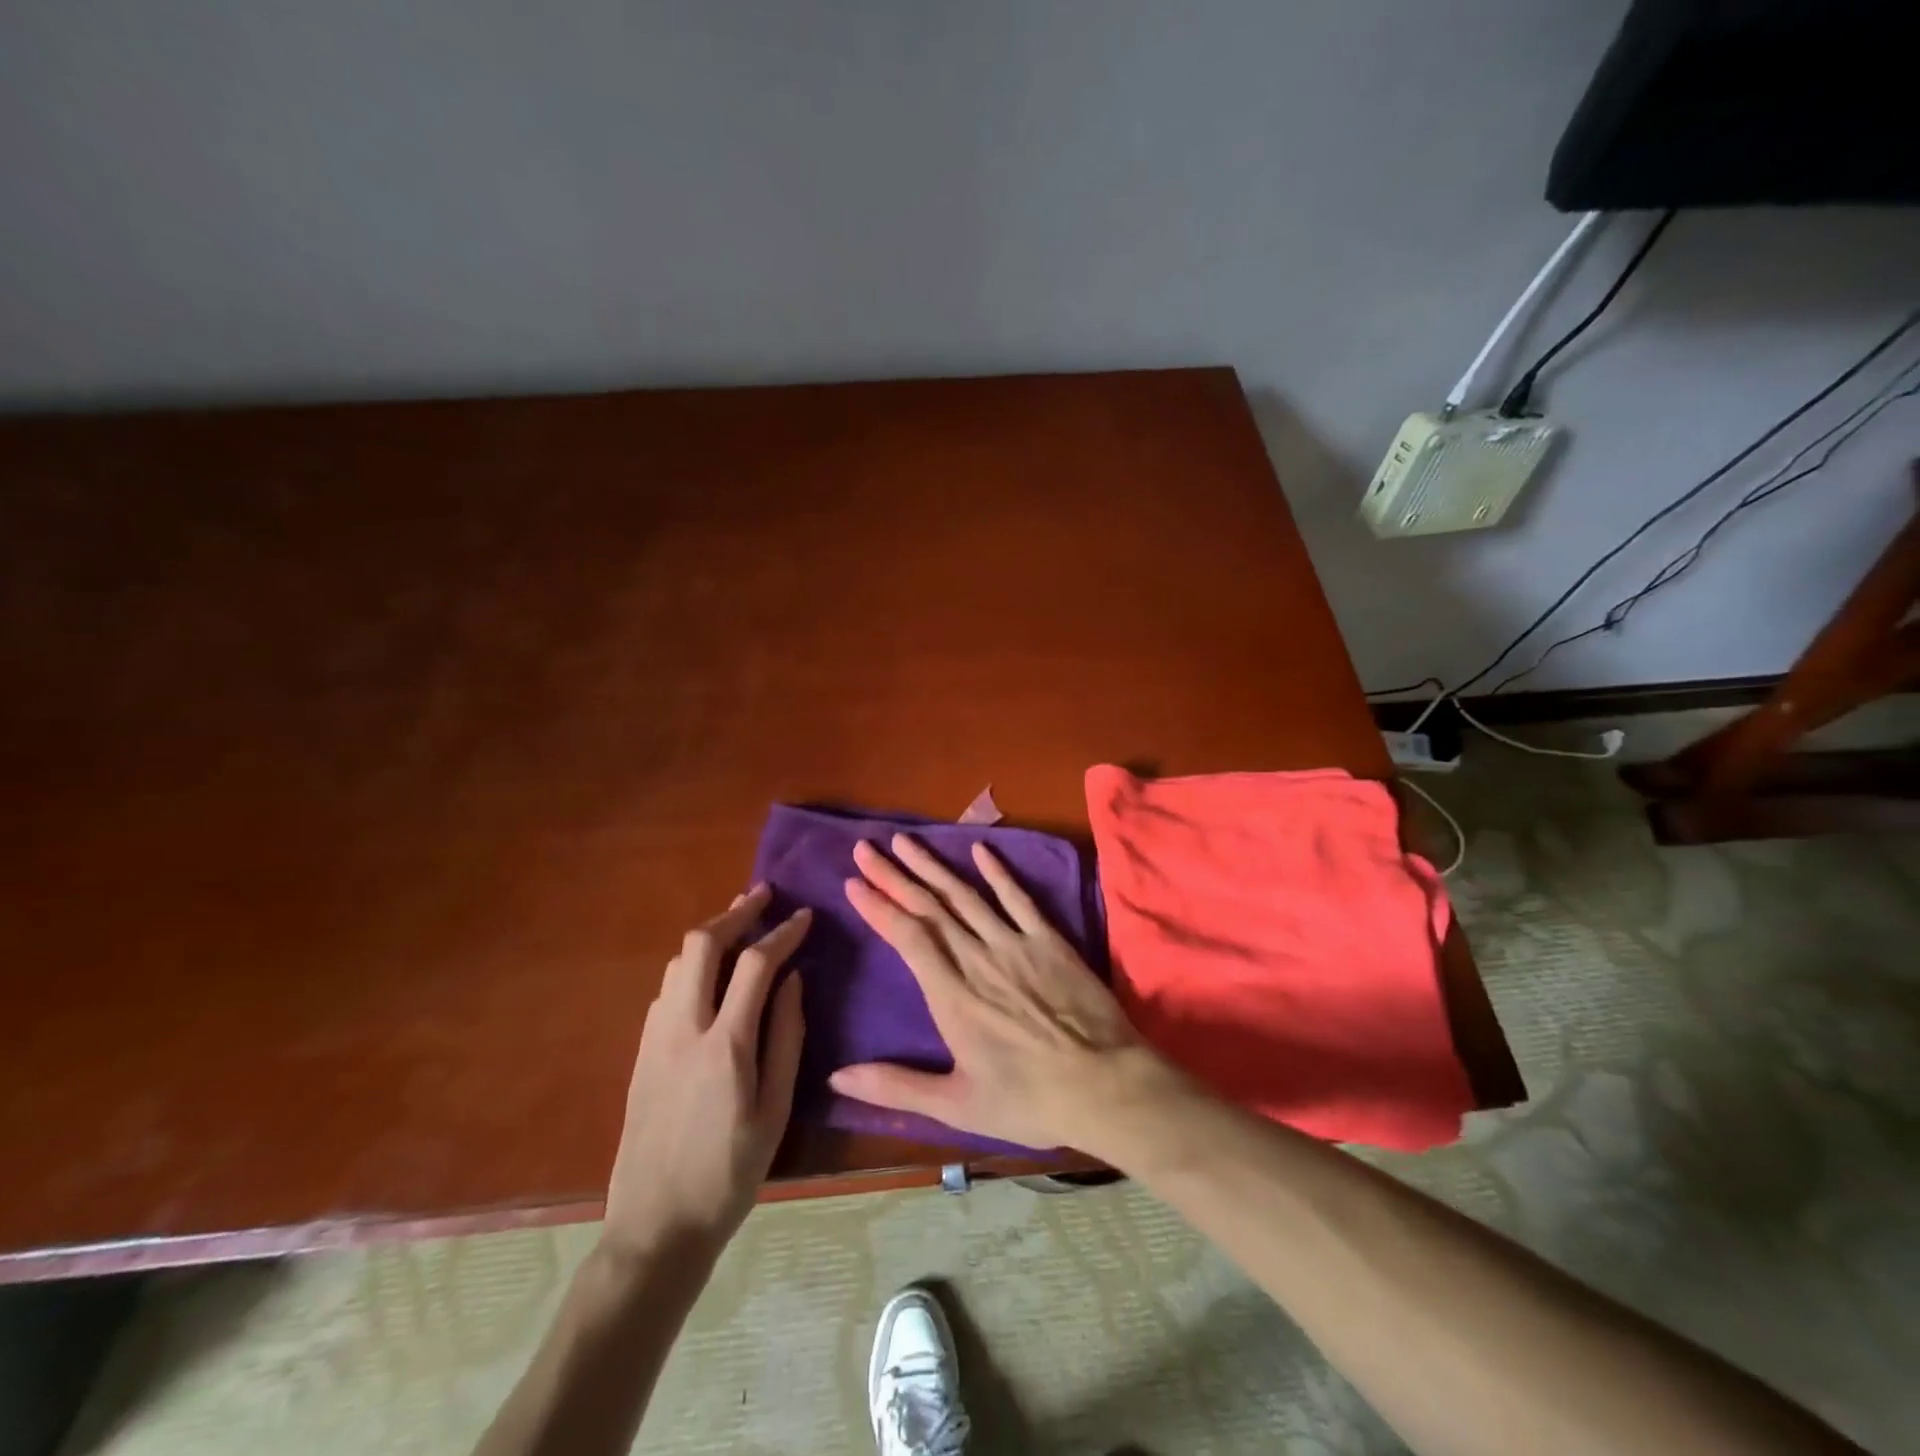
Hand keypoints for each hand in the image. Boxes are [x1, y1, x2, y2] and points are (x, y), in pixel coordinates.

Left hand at [603, 885, 809, 1260]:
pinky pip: (666, 988)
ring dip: (710, 934)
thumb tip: (794, 980)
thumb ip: (787, 1037)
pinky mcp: (640, 1052)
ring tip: (740, 923)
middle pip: (701, 944)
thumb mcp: (776, 1110)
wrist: (654, 1227)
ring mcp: (654, 1038)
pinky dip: (692, 963)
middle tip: (763, 895)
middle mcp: (683, 1028)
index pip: (755, 964)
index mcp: (725, 1044)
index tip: (804, 916)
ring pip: (677, 961)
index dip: (783, 932)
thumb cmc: (729, 1173)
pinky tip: (711, 974)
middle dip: (735, 911)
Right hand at [831, 834, 1177, 1155]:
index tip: (853, 882)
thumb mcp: (957, 1106)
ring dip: (933, 866)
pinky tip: (979, 850)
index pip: (907, 937)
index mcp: (951, 996)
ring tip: (905, 841)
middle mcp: (977, 958)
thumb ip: (897, 1088)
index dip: (878, 907)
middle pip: (929, 908)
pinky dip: (997, 872)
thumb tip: (837, 1078)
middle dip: (893, 876)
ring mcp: (1015, 944)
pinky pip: (1018, 898)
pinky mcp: (1049, 940)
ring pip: (964, 895)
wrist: (1106, 1085)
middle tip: (865, 848)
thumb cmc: (1030, 1101)